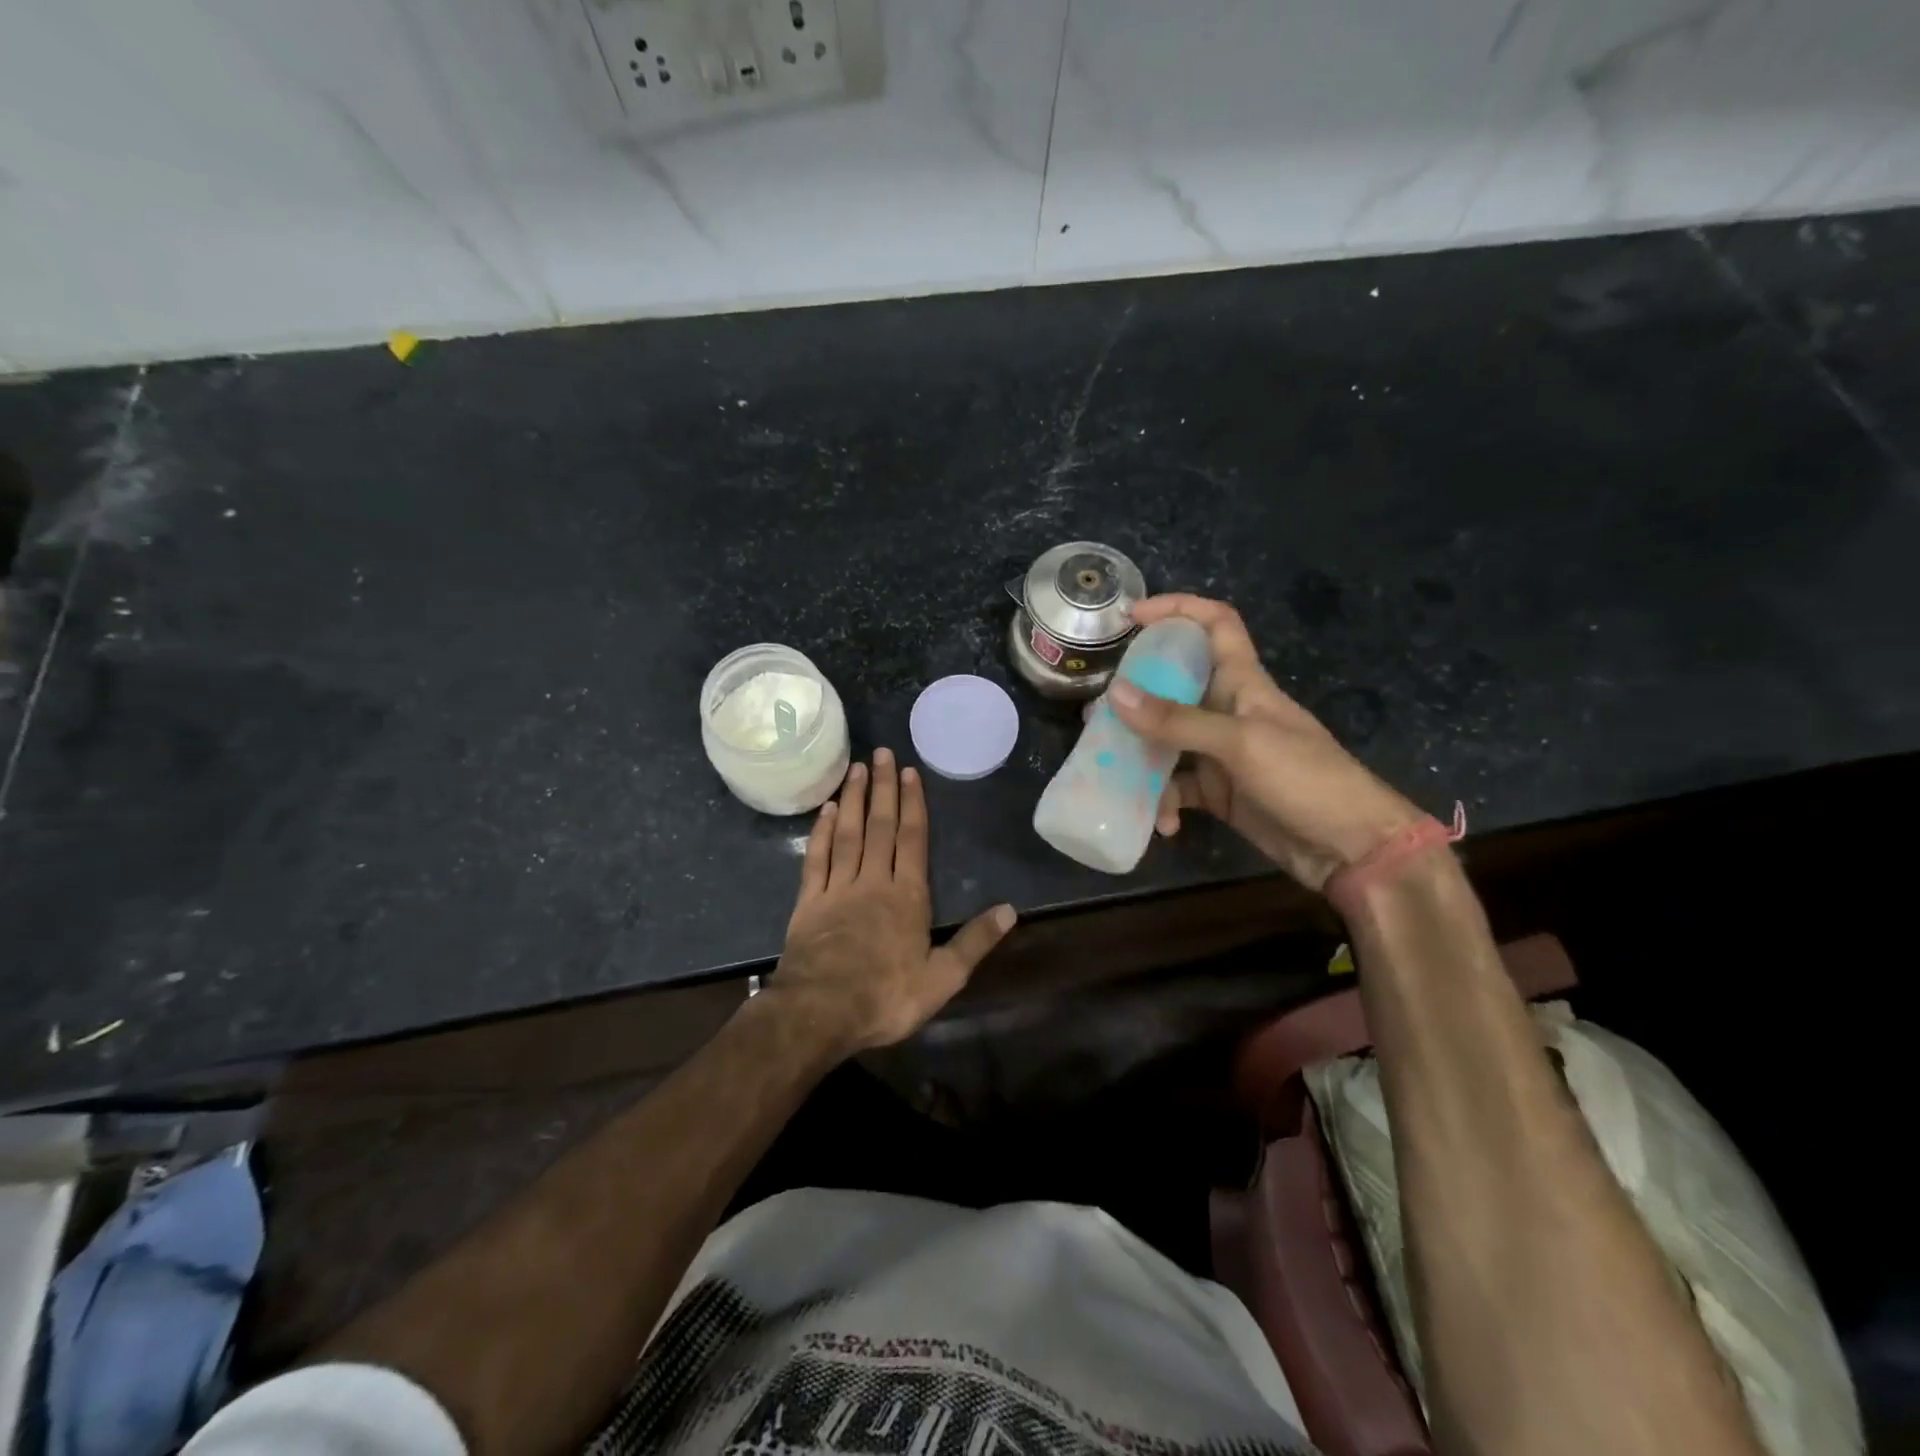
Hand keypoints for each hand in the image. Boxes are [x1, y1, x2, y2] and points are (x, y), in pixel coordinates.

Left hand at [767, 749, 1016, 1053]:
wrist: (819, 1013)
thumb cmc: (885, 997)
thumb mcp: (942, 978)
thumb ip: (975, 942)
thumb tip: (1010, 910)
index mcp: (907, 896)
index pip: (912, 839)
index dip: (912, 804)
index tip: (909, 772)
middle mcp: (873, 881)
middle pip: (879, 826)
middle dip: (882, 788)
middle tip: (881, 753)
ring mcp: (838, 888)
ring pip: (847, 833)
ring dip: (852, 799)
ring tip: (855, 768)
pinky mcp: (809, 902)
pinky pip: (817, 858)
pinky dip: (821, 832)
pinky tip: (824, 810)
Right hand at [1107, 593, 1425, 890]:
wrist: (1349, 848)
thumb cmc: (1306, 779)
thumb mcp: (1240, 744)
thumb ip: (1177, 721)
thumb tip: (1114, 694)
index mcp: (1242, 682)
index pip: (1215, 624)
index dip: (1177, 609)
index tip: (1131, 616)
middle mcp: (1226, 710)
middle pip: (1174, 685)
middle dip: (1135, 696)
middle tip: (1097, 712)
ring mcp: (1220, 753)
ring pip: (1166, 740)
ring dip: (1141, 757)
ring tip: (1110, 770)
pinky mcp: (1217, 791)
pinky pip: (1176, 787)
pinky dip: (1163, 802)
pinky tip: (1160, 823)